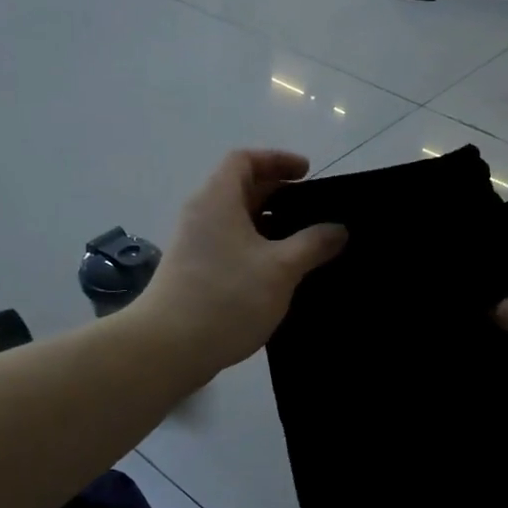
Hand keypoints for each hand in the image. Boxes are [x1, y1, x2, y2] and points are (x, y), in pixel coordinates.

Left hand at [132, 150, 346, 375]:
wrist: (169, 348)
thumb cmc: (226, 297)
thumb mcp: (280, 269)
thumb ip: (313, 244)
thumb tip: (338, 229)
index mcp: (218, 200)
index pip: (244, 160)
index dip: (277, 160)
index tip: (307, 173)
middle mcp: (202, 215)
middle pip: (241, 188)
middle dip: (279, 194)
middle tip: (315, 209)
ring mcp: (196, 245)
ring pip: (237, 220)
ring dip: (270, 225)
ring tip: (306, 243)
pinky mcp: (196, 272)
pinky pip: (232, 245)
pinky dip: (257, 247)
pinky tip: (282, 272)